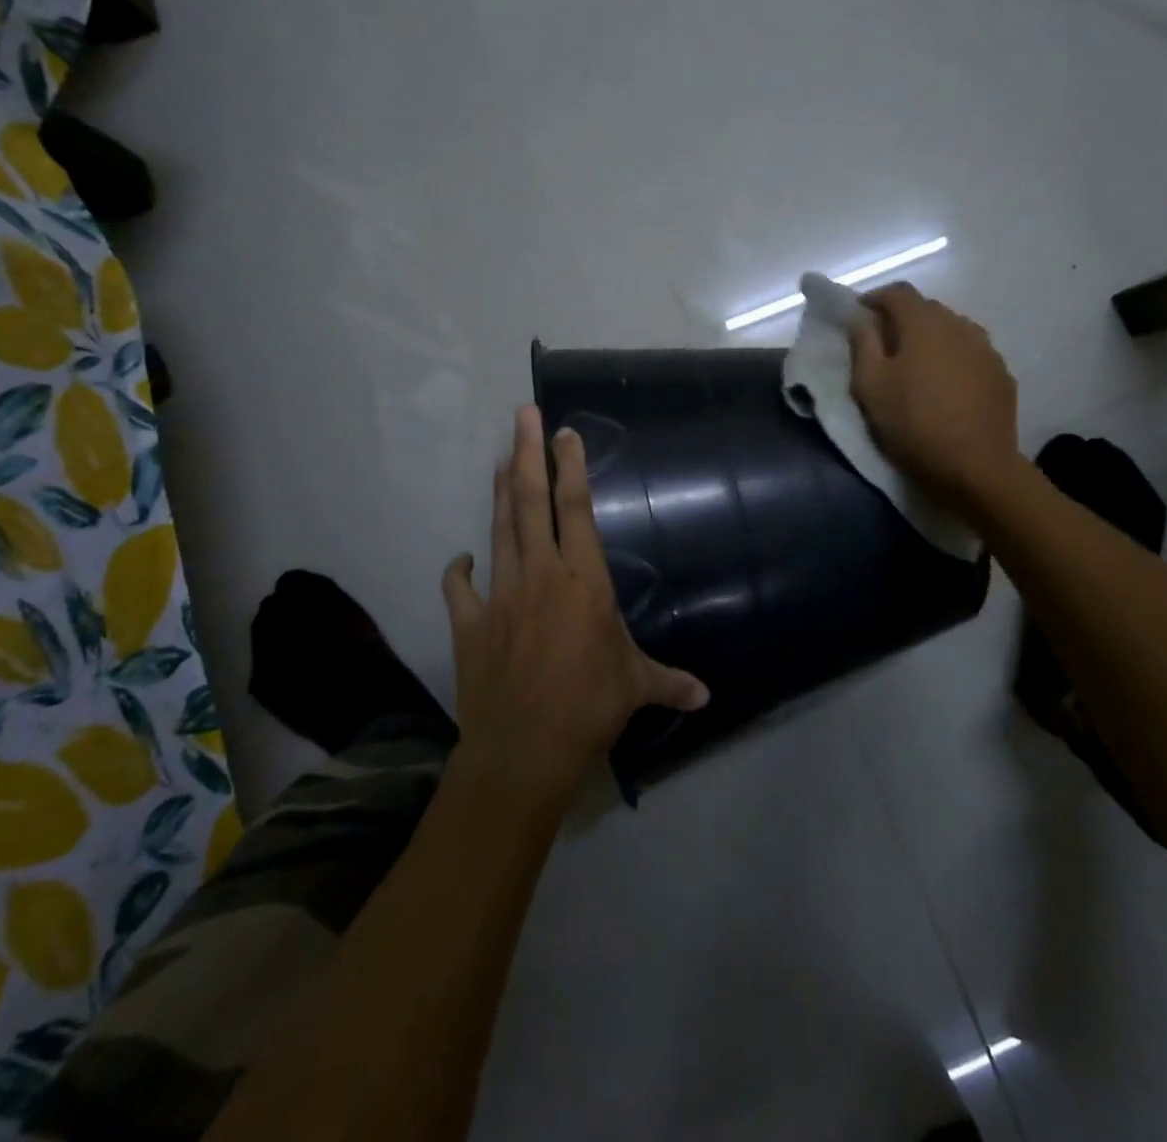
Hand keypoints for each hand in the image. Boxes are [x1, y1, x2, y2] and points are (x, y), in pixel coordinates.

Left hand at [442, 406, 708, 802]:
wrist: (522, 751)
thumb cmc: (588, 708)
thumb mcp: (636, 688)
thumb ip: (669, 682)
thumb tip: (707, 697)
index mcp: (584, 581)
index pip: (576, 509)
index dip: (571, 466)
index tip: (565, 432)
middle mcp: (540, 575)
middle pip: (531, 502)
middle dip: (528, 454)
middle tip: (522, 414)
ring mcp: (499, 596)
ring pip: (499, 530)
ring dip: (500, 492)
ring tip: (501, 459)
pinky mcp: (469, 624)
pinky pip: (459, 587)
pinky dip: (459, 570)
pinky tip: (461, 559)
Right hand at [848, 283, 1020, 513]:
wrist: (976, 466)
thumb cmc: (913, 423)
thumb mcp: (870, 386)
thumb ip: (863, 345)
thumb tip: (860, 319)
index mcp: (924, 323)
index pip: (897, 292)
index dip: (875, 298)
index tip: (859, 315)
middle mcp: (959, 325)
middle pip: (927, 309)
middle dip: (902, 319)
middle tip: (884, 343)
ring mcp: (986, 349)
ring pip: (952, 331)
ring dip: (931, 339)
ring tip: (917, 366)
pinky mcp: (1001, 374)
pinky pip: (971, 354)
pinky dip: (954, 360)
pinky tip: (946, 386)